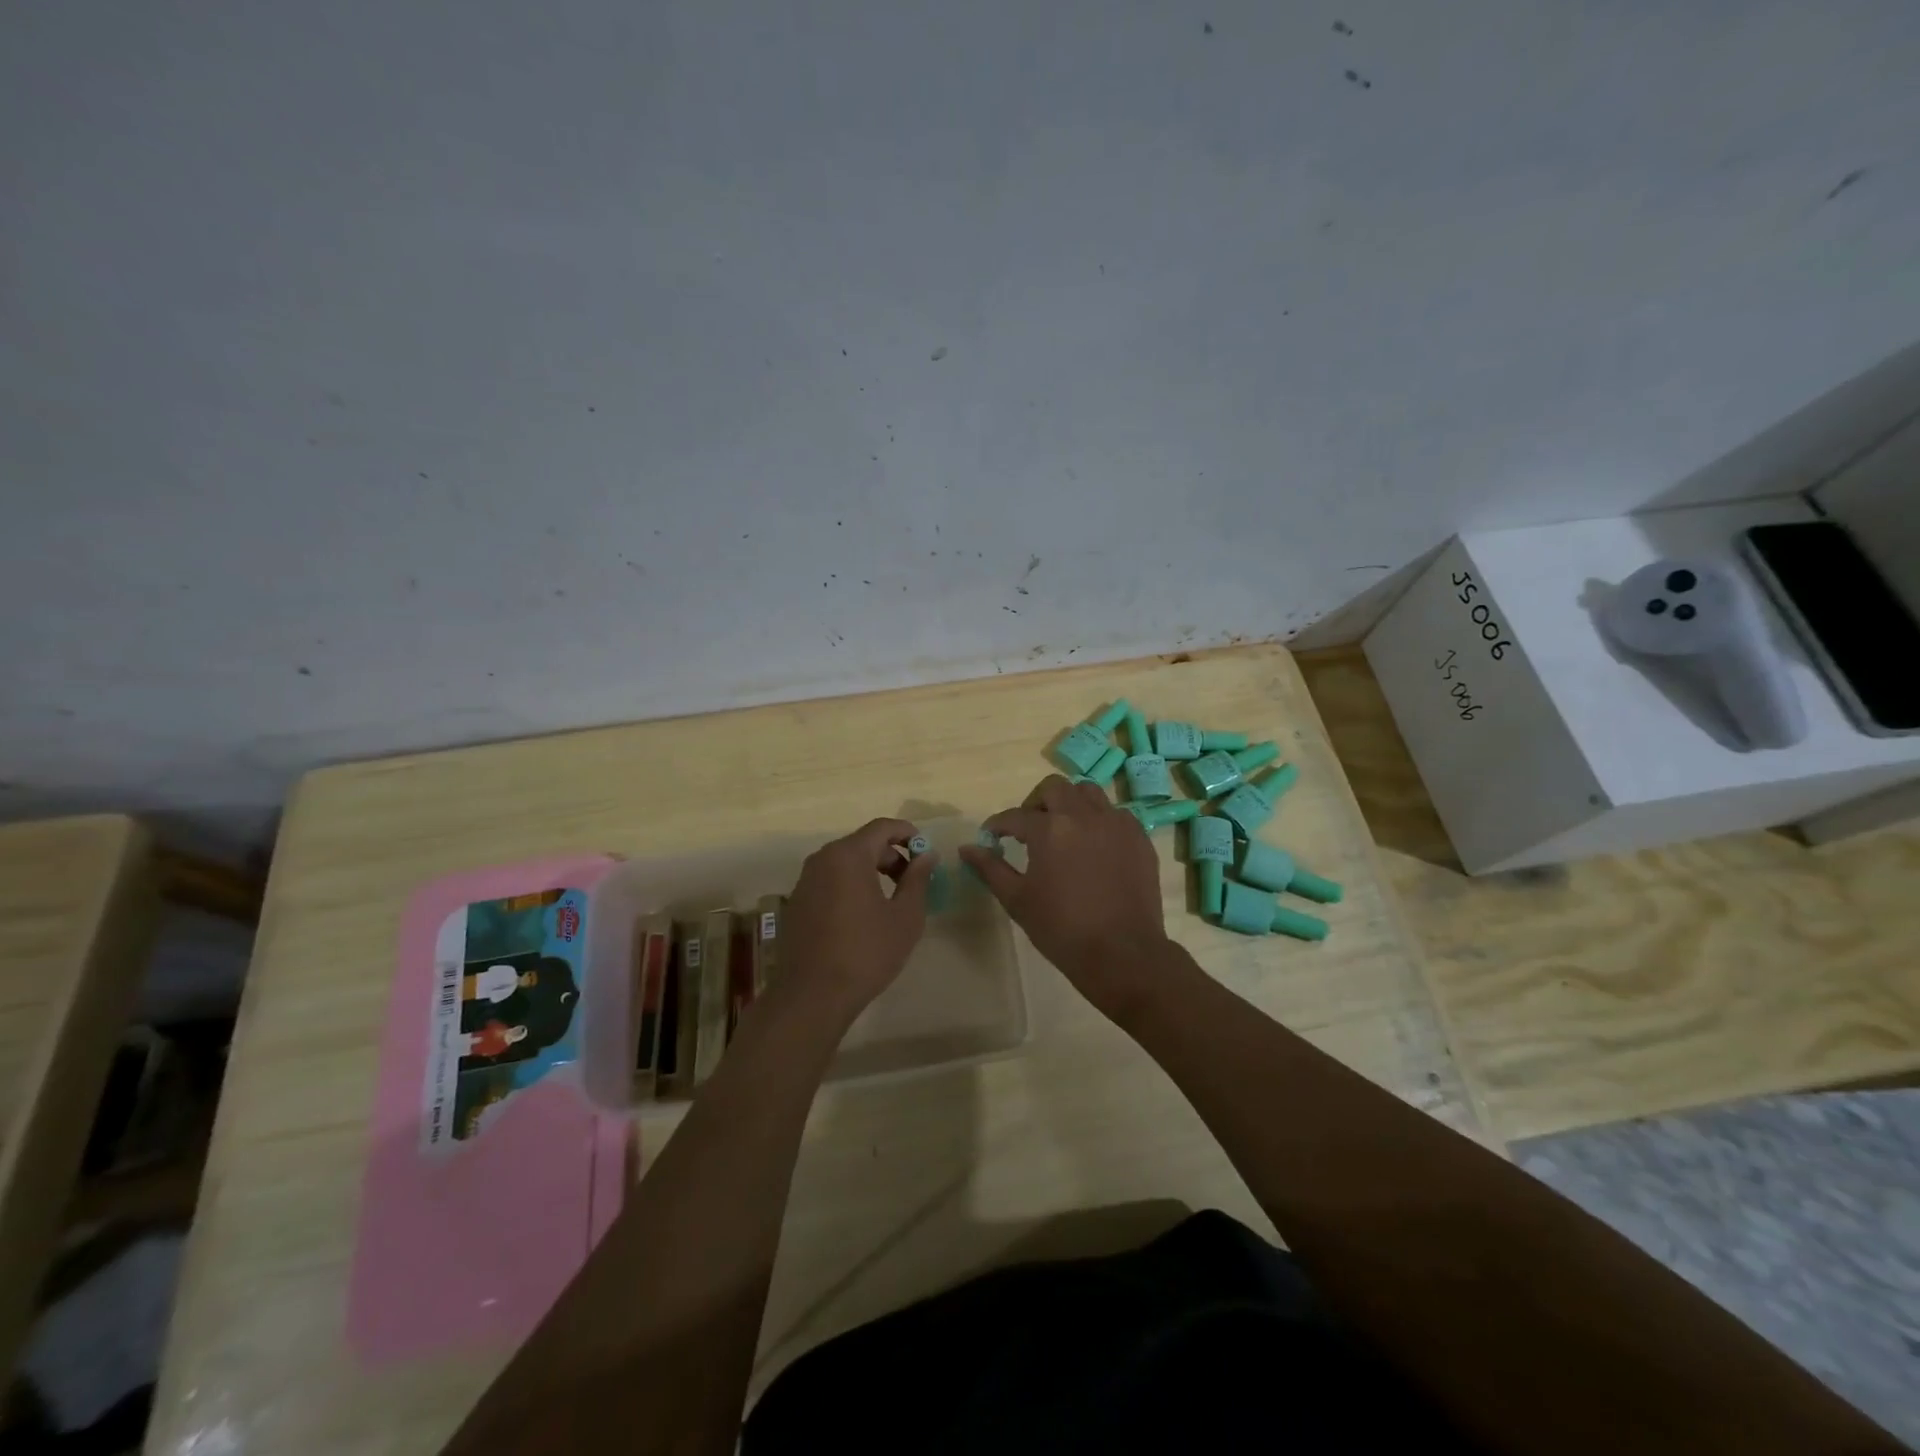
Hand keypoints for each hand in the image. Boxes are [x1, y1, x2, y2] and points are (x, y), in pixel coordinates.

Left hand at [779, 817, 934, 1021]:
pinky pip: (830, 881)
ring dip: (871, 872)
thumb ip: (918, 879)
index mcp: (848, 855)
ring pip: (845, 862)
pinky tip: (864, 916)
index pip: (882, 827)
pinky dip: (851, 886)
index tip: (925, 852)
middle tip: (913, 881)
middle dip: (891, 856)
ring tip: (892, 900)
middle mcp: (822, 859)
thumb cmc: (866, 952)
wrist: (812, 995)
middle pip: (863, 844)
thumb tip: (926, 855)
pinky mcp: (797, 903)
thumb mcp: (905, 917)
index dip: (908, 833)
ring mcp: (805, 881)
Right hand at [959, 775, 1169, 1019]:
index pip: (1015, 816)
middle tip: (1029, 828)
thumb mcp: (1017, 900)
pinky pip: (1115, 813)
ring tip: (1064, 829)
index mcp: (1049, 829)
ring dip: (1070, 803)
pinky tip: (1094, 844)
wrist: (1122, 954)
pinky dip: (1099, 820)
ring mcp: (1115, 823)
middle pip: (1054, 788)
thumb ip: (990, 868)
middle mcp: (1083, 815)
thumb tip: (966, 848)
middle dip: (1035, 802)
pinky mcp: (1138, 837)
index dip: (998, 825)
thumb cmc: (1062, 929)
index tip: (991, 836)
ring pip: (1088, 792)